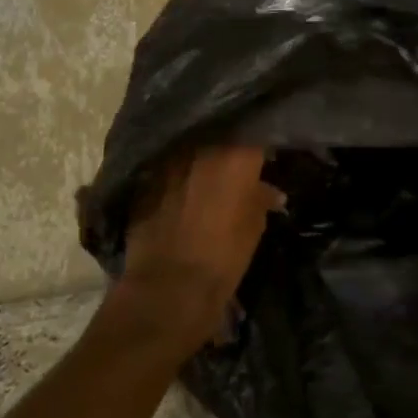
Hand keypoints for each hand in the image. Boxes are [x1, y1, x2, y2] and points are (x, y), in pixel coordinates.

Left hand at [105, 145, 279, 354]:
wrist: (169, 287)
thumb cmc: (224, 257)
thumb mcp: (254, 227)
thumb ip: (261, 198)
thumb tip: (271, 191)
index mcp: (236, 156)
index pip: (253, 130)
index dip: (259, 138)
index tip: (265, 150)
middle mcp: (201, 148)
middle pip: (218, 132)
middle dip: (228, 142)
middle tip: (237, 158)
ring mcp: (169, 161)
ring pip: (190, 146)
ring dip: (200, 155)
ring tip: (208, 170)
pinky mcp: (145, 177)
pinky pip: (166, 165)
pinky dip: (176, 172)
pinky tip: (182, 186)